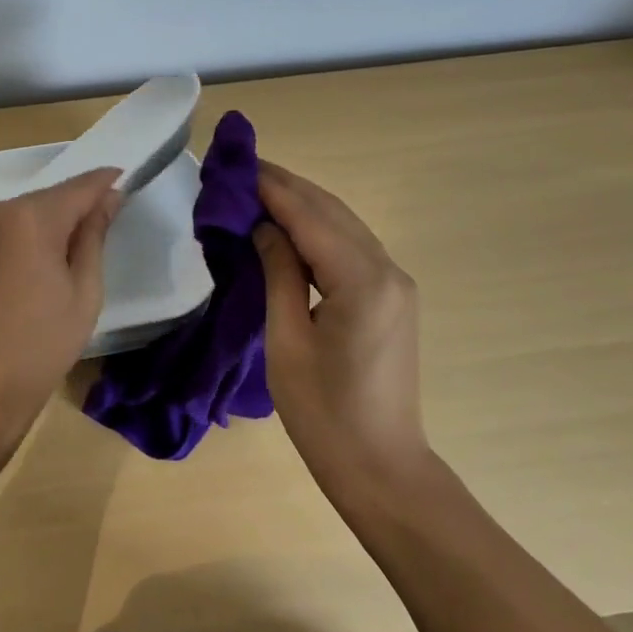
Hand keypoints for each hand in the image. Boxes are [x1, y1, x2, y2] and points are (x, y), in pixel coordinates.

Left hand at [0, 169, 122, 453]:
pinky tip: (28, 272)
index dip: (106, 182)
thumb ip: (94, 236)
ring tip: (63, 261)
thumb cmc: (38, 349)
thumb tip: (108, 198)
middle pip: (47, 199)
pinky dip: (19, 240)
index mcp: (29, 218)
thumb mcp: (83, 294)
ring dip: (45, 225)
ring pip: (20, 215)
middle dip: (75, 208)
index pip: (79, 186)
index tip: (126, 181)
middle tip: (101, 232)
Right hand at [252, 159, 431, 494]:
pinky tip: (290, 227)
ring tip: (258, 190)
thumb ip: (278, 274)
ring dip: (303, 204)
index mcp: (362, 281)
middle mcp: (387, 270)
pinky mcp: (393, 297)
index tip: (236, 164)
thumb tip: (264, 227)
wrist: (381, 467)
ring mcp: (396, 283)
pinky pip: (352, 247)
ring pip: (344, 225)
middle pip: (331, 211)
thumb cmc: (324, 414)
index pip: (309, 216)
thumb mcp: (287, 341)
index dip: (271, 187)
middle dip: (287, 187)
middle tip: (241, 170)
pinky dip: (319, 229)